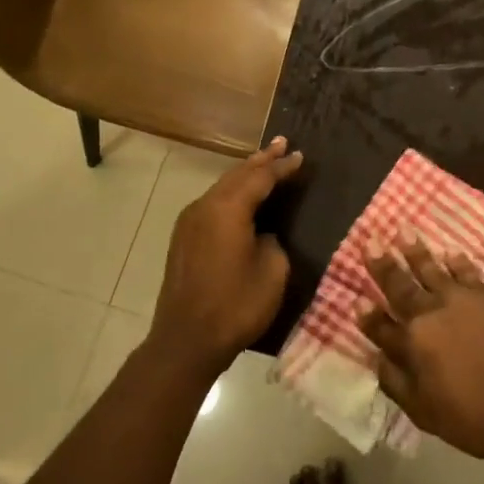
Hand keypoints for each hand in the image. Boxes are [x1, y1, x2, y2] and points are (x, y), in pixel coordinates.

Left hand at [152, 138, 304, 376]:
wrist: (186, 340)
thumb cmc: (235, 306)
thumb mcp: (272, 272)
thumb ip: (272, 242)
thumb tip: (262, 234)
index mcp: (228, 209)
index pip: (260, 177)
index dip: (282, 167)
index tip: (301, 156)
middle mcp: (205, 206)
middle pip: (237, 174)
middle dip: (261, 159)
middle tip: (282, 143)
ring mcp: (189, 221)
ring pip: (222, 187)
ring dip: (244, 175)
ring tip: (264, 162)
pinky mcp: (183, 237)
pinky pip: (212, 203)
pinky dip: (231, 193)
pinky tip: (241, 197)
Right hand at [360, 233, 483, 461]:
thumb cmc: (476, 418)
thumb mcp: (425, 413)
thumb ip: (396, 382)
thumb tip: (377, 358)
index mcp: (412, 343)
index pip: (381, 326)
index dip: (367, 315)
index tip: (356, 299)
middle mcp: (432, 314)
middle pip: (401, 287)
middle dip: (383, 266)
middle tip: (369, 242)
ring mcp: (463, 302)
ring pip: (433, 270)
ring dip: (416, 252)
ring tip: (404, 232)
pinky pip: (469, 274)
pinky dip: (458, 263)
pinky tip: (452, 254)